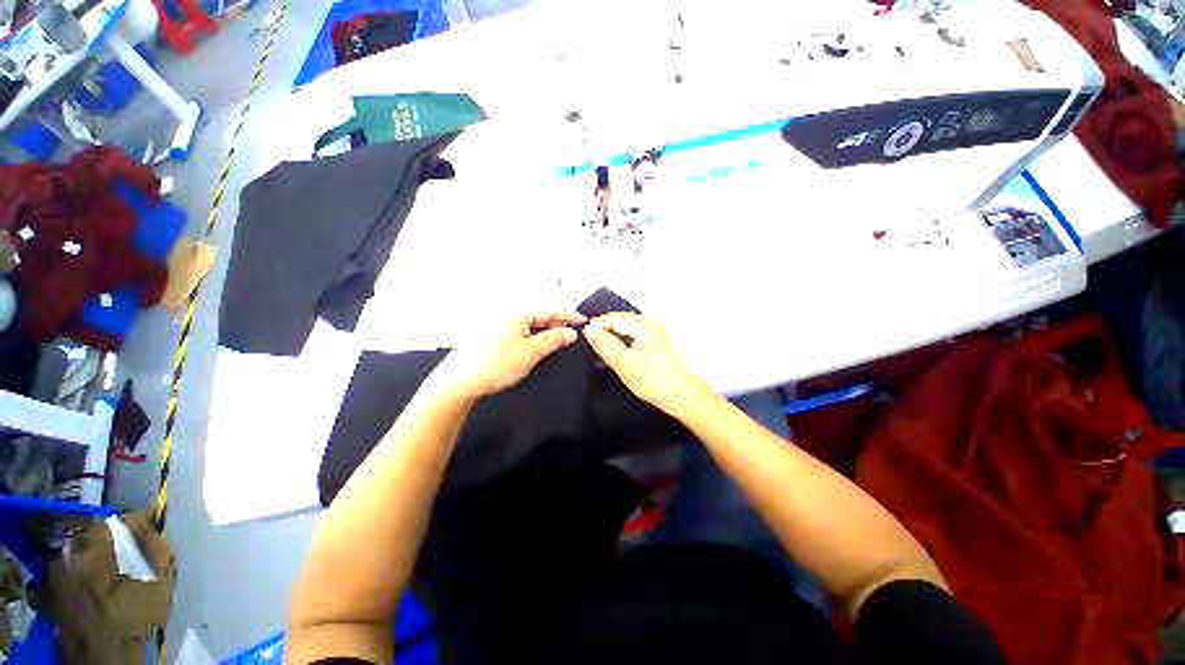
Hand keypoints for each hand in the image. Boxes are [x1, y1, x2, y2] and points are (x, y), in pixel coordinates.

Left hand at [431, 311, 585, 398]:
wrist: (459, 381)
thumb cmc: (495, 365)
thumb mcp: (530, 352)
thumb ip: (553, 339)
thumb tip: (571, 333)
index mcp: (516, 311)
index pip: (549, 309)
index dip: (568, 315)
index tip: (584, 321)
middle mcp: (507, 311)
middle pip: (539, 314)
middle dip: (557, 323)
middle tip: (572, 335)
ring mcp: (498, 321)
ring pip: (529, 322)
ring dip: (545, 330)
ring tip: (558, 341)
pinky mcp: (493, 332)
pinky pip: (519, 329)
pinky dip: (532, 335)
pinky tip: (538, 344)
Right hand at [583, 313, 710, 415]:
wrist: (686, 397)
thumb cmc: (655, 381)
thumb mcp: (624, 364)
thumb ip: (605, 345)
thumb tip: (588, 329)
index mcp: (644, 325)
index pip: (611, 318)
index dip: (595, 328)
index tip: (582, 342)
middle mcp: (651, 323)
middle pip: (619, 322)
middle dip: (604, 334)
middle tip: (591, 351)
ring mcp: (657, 332)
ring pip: (626, 331)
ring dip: (613, 341)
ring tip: (602, 357)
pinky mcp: (659, 343)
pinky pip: (635, 338)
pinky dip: (624, 346)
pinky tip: (618, 358)